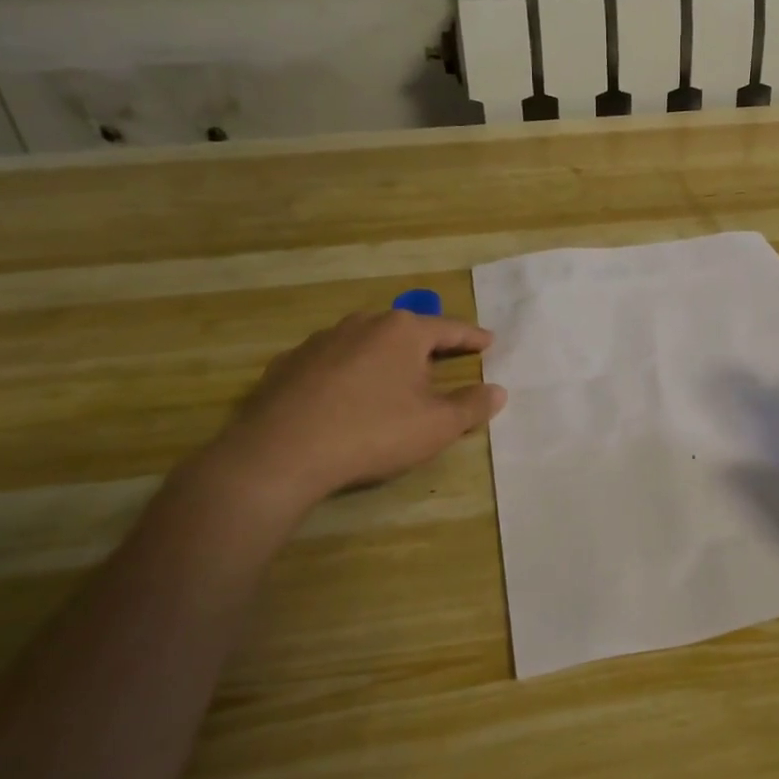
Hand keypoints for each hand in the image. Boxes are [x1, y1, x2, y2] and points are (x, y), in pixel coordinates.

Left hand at [198, 311, 505, 522]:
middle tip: (443, 361)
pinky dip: (347, 373)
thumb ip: (472, 405)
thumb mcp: (436, 426)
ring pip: (365, 342)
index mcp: (403, 331)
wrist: (280, 454)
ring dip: (384, 357)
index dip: (473, 338)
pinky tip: (345, 396)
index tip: (489, 342)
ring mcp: (320, 341)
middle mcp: (362, 324)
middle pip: (406, 330)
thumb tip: (498, 390)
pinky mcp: (288, 364)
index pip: (449, 329)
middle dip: (427, 345)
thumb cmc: (373, 432)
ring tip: (393, 379)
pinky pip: (331, 362)